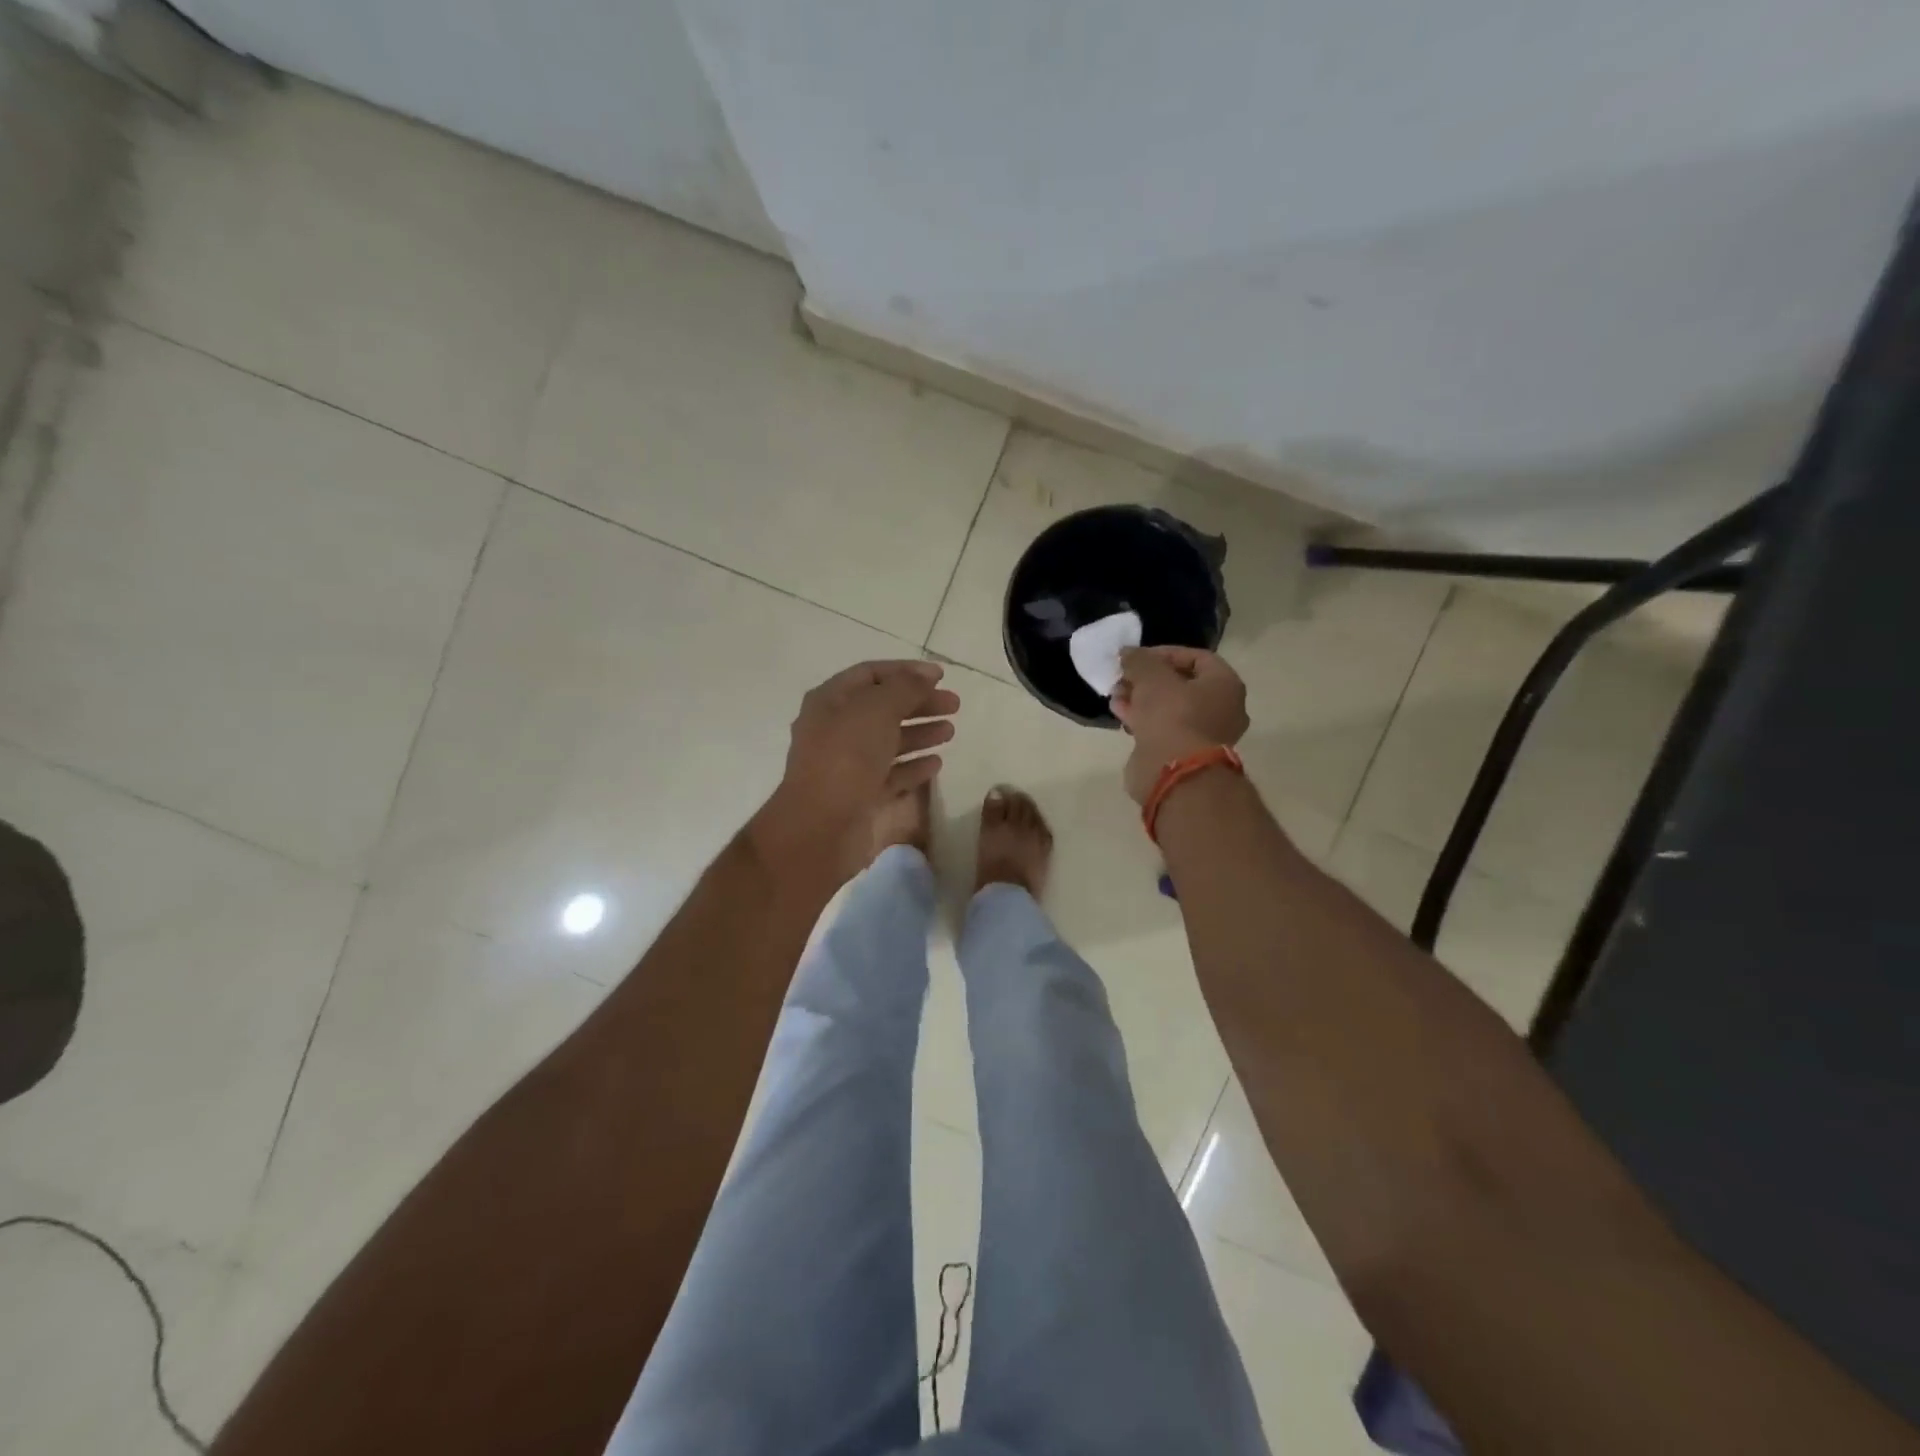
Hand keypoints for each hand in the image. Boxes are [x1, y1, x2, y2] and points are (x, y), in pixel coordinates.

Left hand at [753, 660, 959, 874]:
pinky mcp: (862, 796)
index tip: (941, 676)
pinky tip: (937, 763)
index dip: (906, 671)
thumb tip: (925, 675)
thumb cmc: (846, 758)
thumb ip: (904, 688)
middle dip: (919, 703)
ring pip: (889, 741)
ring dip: (920, 733)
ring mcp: (848, 765)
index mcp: (831, 702)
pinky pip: (892, 774)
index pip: (870, 674)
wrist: (822, 827)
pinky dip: (914, 767)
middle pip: (883, 708)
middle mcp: (837, 730)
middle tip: (955, 705)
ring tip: (951, 732)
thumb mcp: (876, 710)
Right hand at [1110, 646, 1248, 803]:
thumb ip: (1139, 660)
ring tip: (1116, 694)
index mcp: (1225, 685)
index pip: (1196, 657)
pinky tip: (1120, 712)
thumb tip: (1127, 653)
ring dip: (1141, 698)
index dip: (1164, 653)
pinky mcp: (1183, 753)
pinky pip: (1162, 727)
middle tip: (1124, 676)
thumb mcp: (1151, 677)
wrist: (1174, 773)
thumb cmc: (1172, 716)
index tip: (1137, 657)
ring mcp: (1203, 734)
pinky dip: (1143, 718)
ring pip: (1169, 707)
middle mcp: (1221, 709)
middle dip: (1148, 678)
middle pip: (1181, 683)